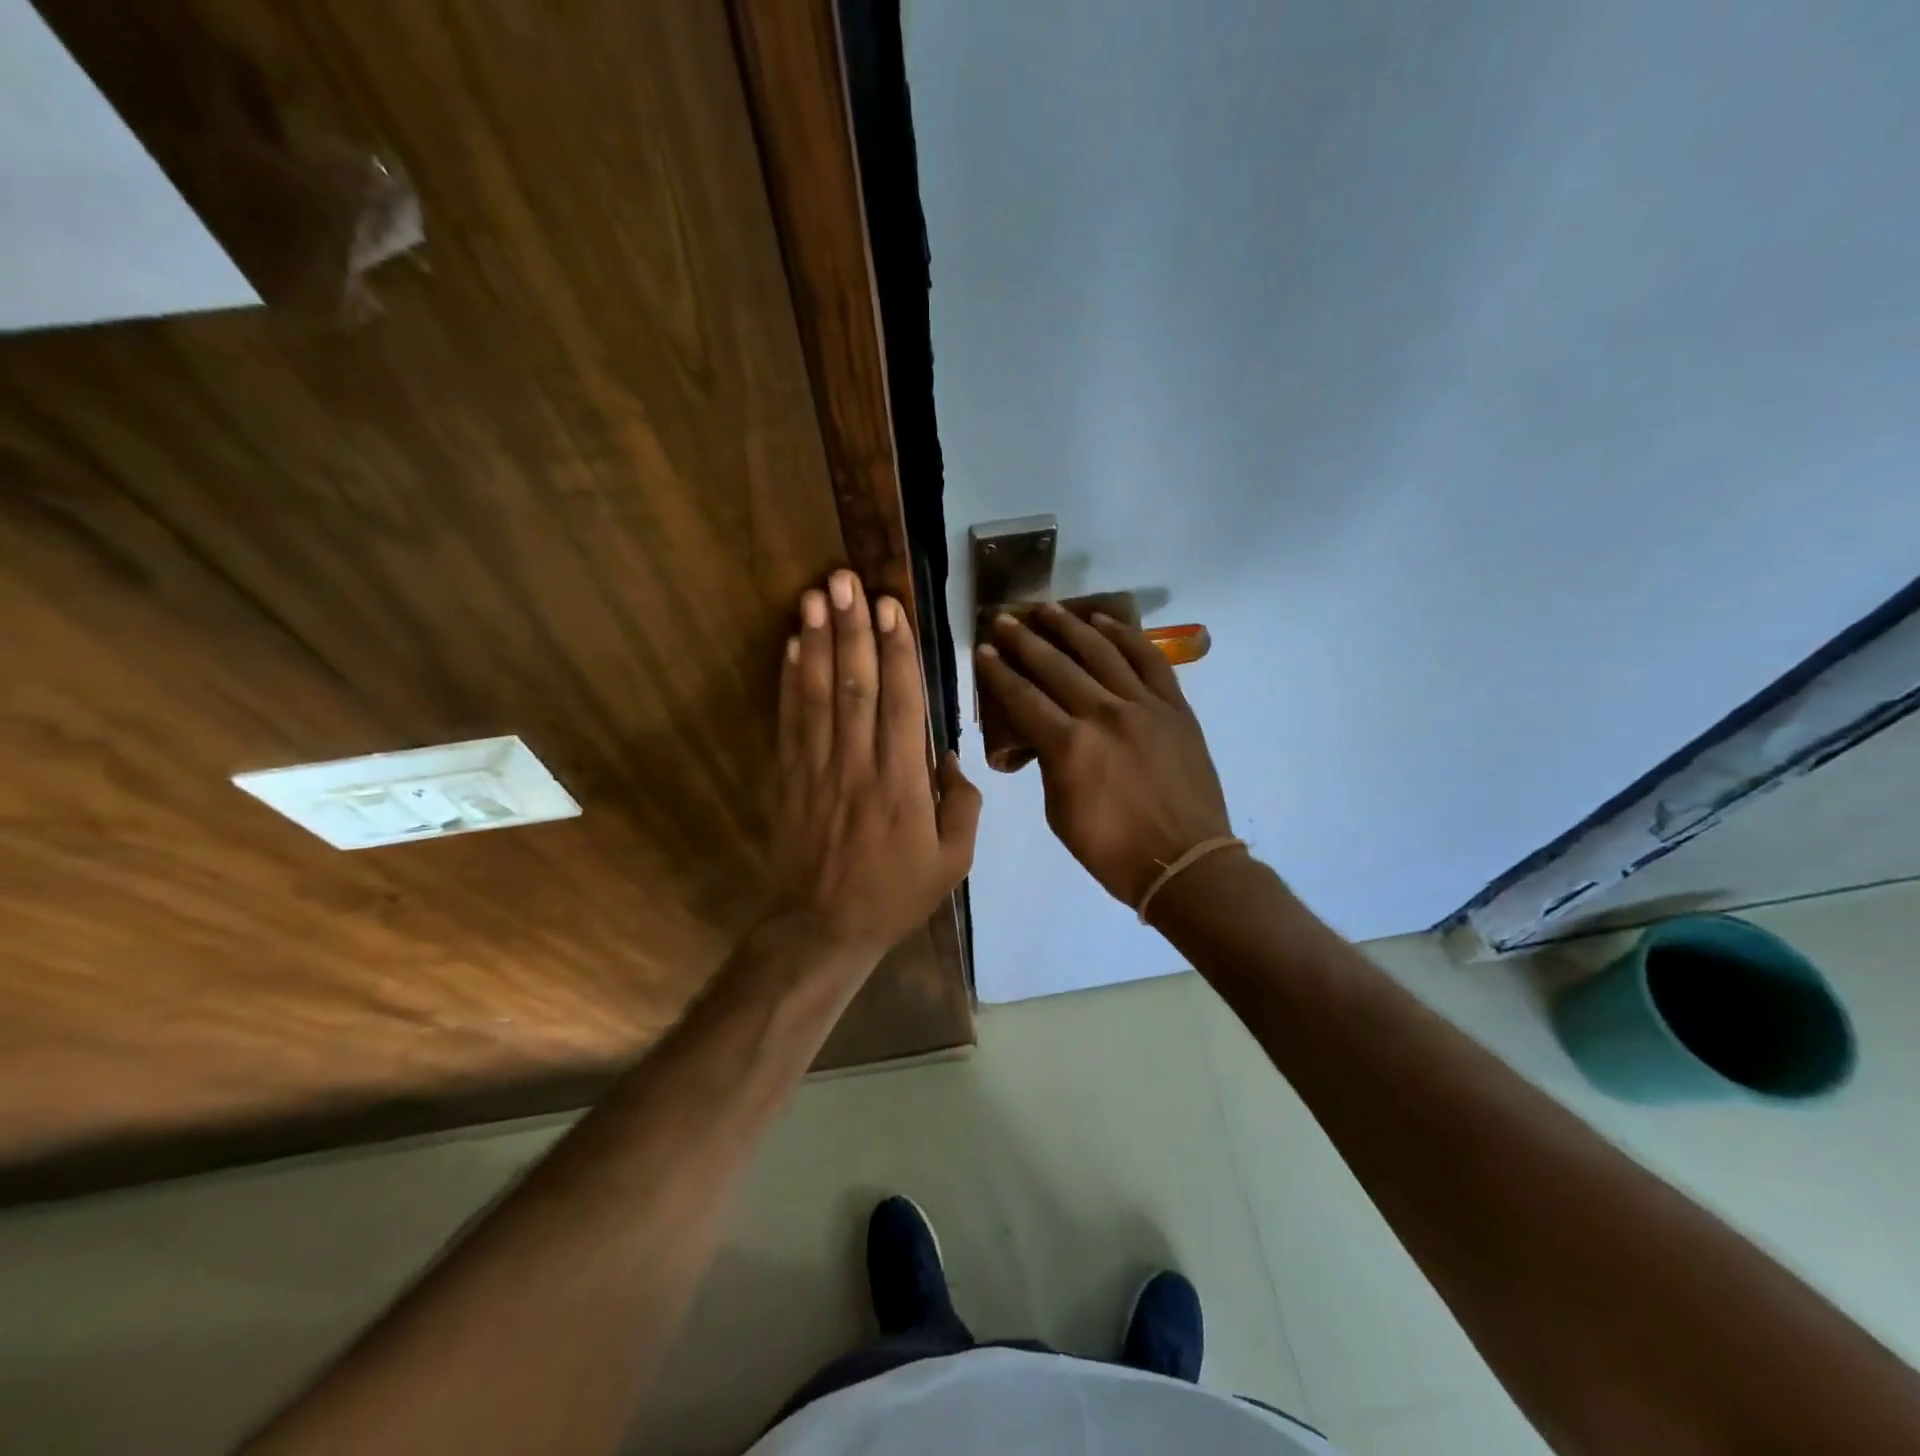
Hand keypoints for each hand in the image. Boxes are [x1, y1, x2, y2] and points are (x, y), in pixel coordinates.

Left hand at [770, 570, 980, 957]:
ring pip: (819, 695)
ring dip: (819, 642)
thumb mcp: (953, 861)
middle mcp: (858, 766)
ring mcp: (818, 769)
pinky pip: (790, 722)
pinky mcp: (789, 777)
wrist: (824, 926)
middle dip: (852, 629)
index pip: (900, 704)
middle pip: (855, 686)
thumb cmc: (895, 893)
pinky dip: (790, 681)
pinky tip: (793, 645)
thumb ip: (963, 805)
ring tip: (817, 595)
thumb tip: (949, 756)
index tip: (891, 608)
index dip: (895, 652)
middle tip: (847, 580)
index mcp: (902, 784)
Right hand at [973, 603, 1231, 907]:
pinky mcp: (1174, 707)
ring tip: (1046, 609)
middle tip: (1003, 621)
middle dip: (1023, 641)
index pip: (1023, 698)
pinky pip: (1148, 660)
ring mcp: (1143, 706)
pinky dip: (1124, 637)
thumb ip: (1049, 764)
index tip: (982, 652)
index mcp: (1069, 747)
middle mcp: (1103, 714)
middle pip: (1055, 667)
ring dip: (1069, 627)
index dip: (998, 673)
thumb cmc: (1112, 849)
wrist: (1184, 862)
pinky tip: (1102, 622)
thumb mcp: (1060, 813)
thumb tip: (1046, 734)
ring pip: (1100, 653)